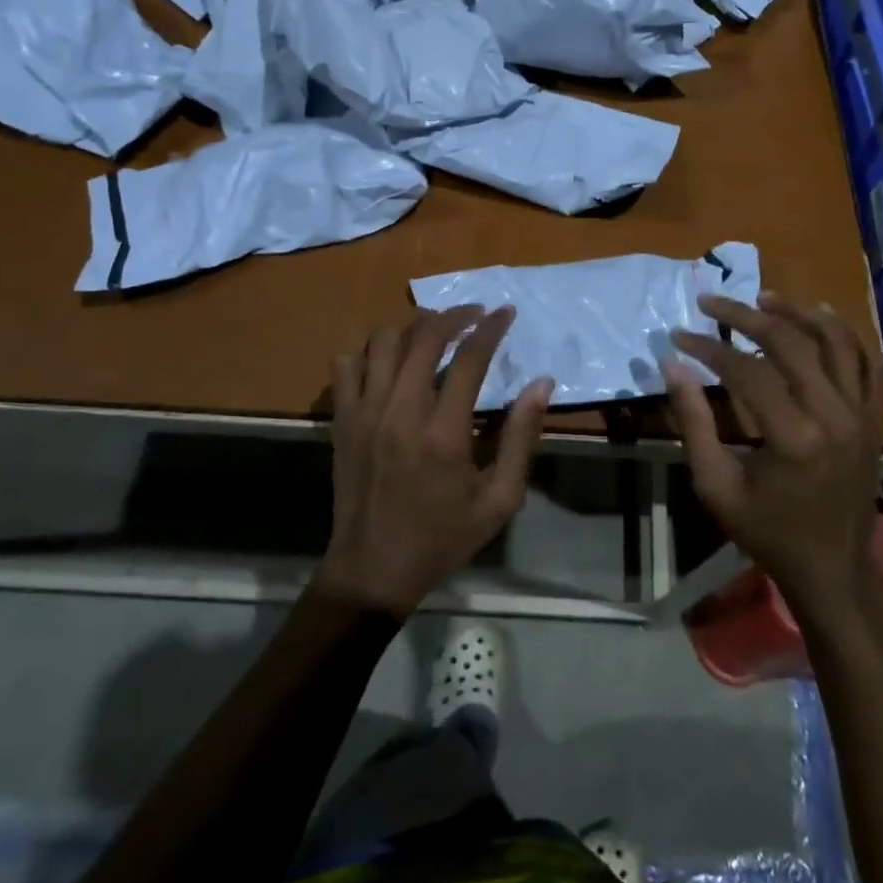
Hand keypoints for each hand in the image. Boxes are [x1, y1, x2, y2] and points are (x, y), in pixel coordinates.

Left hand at [317, 306, 553, 617]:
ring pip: (382, 341)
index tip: (505, 313)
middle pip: (424, 337)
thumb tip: (541, 384)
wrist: (373, 569)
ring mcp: (363, 412)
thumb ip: (522, 438)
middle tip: (474, 315)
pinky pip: (345, 363)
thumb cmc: (443, 537)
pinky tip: (388, 359)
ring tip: (433, 331)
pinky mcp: (341, 420)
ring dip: (412, 327)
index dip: (491, 328)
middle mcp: (400, 411)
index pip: (469, 359)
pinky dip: (368, 350)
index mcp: (443, 433)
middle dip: (454, 315)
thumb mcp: (499, 500)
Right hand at [664, 293, 882, 616]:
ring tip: (763, 297)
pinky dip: (843, 332)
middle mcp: (835, 415)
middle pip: (791, 343)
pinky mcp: (873, 417)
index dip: (708, 348)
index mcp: (794, 438)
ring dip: (798, 312)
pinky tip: (819, 314)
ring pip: (836, 340)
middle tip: (711, 302)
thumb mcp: (716, 486)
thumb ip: (694, 423)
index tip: (680, 335)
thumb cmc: (767, 532)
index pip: (746, 371)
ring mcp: (862, 414)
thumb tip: (672, 365)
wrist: (832, 567)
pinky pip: (865, 360)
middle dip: (745, 316)